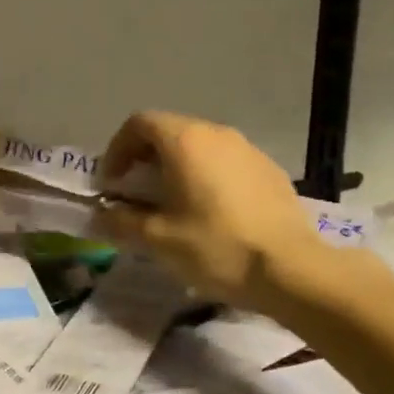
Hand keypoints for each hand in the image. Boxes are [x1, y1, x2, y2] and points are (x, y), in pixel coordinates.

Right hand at [97, 110, 326, 313]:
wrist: (292, 270)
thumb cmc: (216, 246)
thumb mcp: (157, 239)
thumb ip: (121, 221)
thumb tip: (101, 214)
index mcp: (185, 141)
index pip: (139, 124)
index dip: (117, 150)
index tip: (111, 183)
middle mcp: (217, 134)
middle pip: (169, 131)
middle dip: (143, 159)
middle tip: (134, 194)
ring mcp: (248, 150)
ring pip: (199, 147)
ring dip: (175, 168)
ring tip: (170, 205)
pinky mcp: (269, 171)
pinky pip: (225, 163)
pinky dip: (205, 177)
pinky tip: (208, 213)